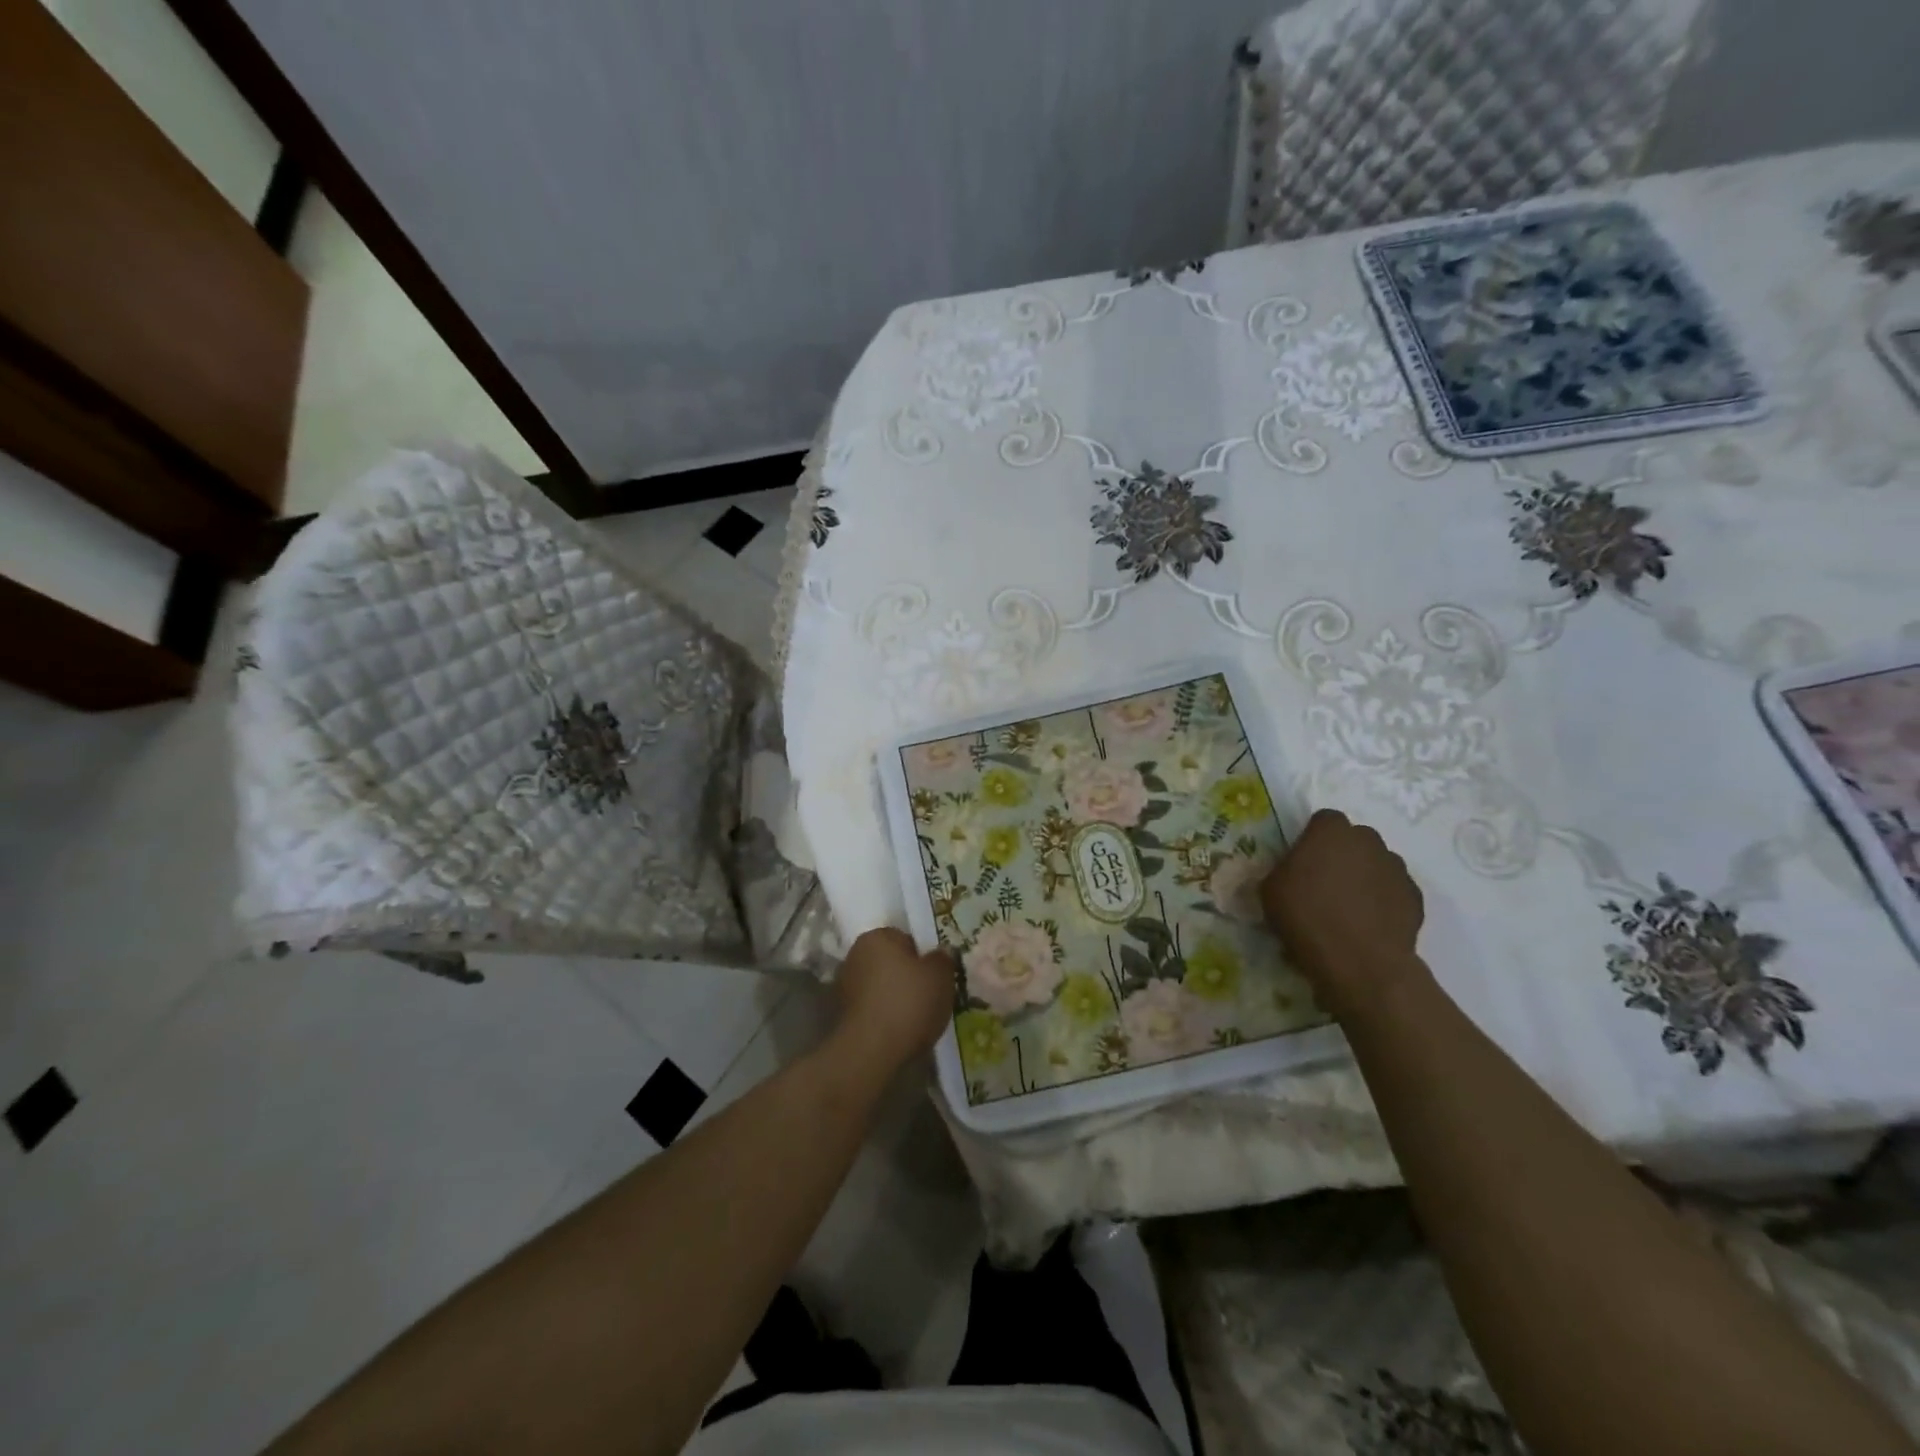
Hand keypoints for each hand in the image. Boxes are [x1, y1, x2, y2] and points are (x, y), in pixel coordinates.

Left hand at [833, 928, 956, 1072]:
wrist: (871, 1051)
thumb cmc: (908, 1003)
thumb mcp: (940, 976)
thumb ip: (943, 959)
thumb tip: (940, 952)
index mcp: (877, 937)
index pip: (905, 939)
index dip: (923, 957)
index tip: (935, 977)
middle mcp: (855, 954)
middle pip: (891, 962)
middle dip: (907, 977)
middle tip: (929, 997)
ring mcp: (844, 985)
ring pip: (880, 986)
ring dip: (894, 997)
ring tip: (916, 1019)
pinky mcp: (841, 1014)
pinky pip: (872, 1007)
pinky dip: (883, 1015)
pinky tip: (899, 1031)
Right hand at [1261, 810, 1424, 1013]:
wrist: (1360, 962)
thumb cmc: (1307, 917)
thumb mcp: (1270, 889)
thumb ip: (1282, 869)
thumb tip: (1291, 872)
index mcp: (1331, 831)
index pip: (1323, 820)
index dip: (1312, 838)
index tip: (1301, 862)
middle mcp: (1369, 840)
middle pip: (1353, 840)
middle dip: (1341, 855)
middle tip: (1323, 884)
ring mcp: (1397, 868)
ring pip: (1376, 864)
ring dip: (1363, 877)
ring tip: (1347, 908)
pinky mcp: (1415, 898)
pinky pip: (1393, 891)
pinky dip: (1382, 901)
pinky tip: (1367, 924)